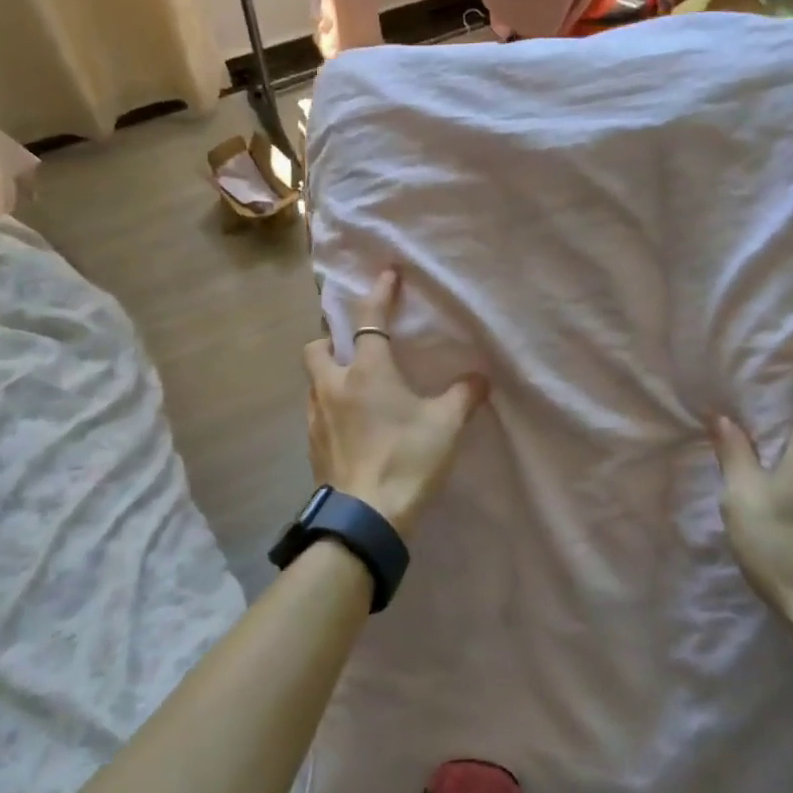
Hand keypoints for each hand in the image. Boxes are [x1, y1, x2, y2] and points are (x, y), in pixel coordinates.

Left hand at [304, 269, 487, 535]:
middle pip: (317, 347)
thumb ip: (463, 397)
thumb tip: (480, 379)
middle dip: (331, 339)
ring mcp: (317, 417)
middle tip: (354, 348)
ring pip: (313, 381)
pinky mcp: (312, 445)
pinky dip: (330, 407)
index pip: (370, 321)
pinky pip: (316, 412)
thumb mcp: (445, 425)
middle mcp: (334, 386)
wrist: (366, 517)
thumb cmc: (407, 460)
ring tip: (354, 388)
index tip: (387, 275)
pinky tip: (350, 424)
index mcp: (367, 372)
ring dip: (329, 374)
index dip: (379, 294)